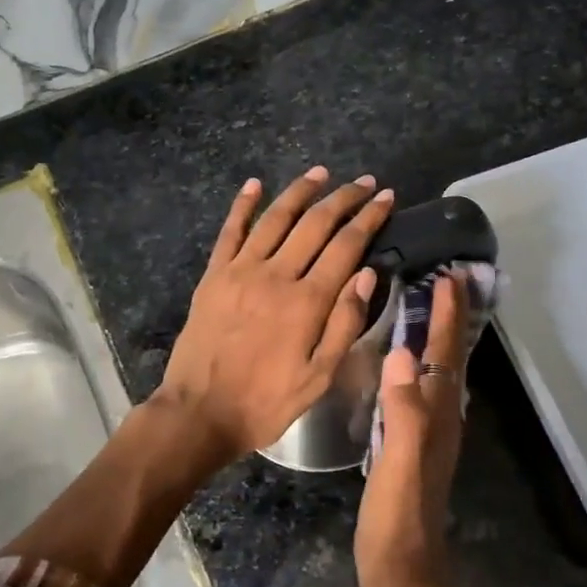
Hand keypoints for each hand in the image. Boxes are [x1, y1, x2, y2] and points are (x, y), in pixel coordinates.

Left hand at [156, 167, 395, 462]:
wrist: (200, 412)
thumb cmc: (267, 401)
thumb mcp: (320, 376)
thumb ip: (345, 323)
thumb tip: (368, 273)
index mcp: (307, 301)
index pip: (346, 246)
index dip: (369, 218)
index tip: (386, 198)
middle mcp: (276, 275)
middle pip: (315, 224)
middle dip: (344, 198)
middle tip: (364, 182)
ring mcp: (240, 271)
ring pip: (276, 218)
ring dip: (300, 191)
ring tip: (321, 173)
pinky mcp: (213, 275)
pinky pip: (230, 231)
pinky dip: (243, 204)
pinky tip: (254, 184)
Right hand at [355, 273, 469, 586]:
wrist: (403, 572)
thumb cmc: (398, 520)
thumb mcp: (399, 467)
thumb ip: (403, 413)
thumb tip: (402, 354)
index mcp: (438, 417)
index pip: (446, 355)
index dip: (448, 315)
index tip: (449, 275)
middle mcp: (440, 418)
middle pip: (452, 358)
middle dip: (452, 318)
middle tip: (446, 278)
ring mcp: (429, 433)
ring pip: (441, 372)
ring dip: (440, 337)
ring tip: (429, 306)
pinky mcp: (413, 445)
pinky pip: (422, 390)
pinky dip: (422, 364)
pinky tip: (405, 362)